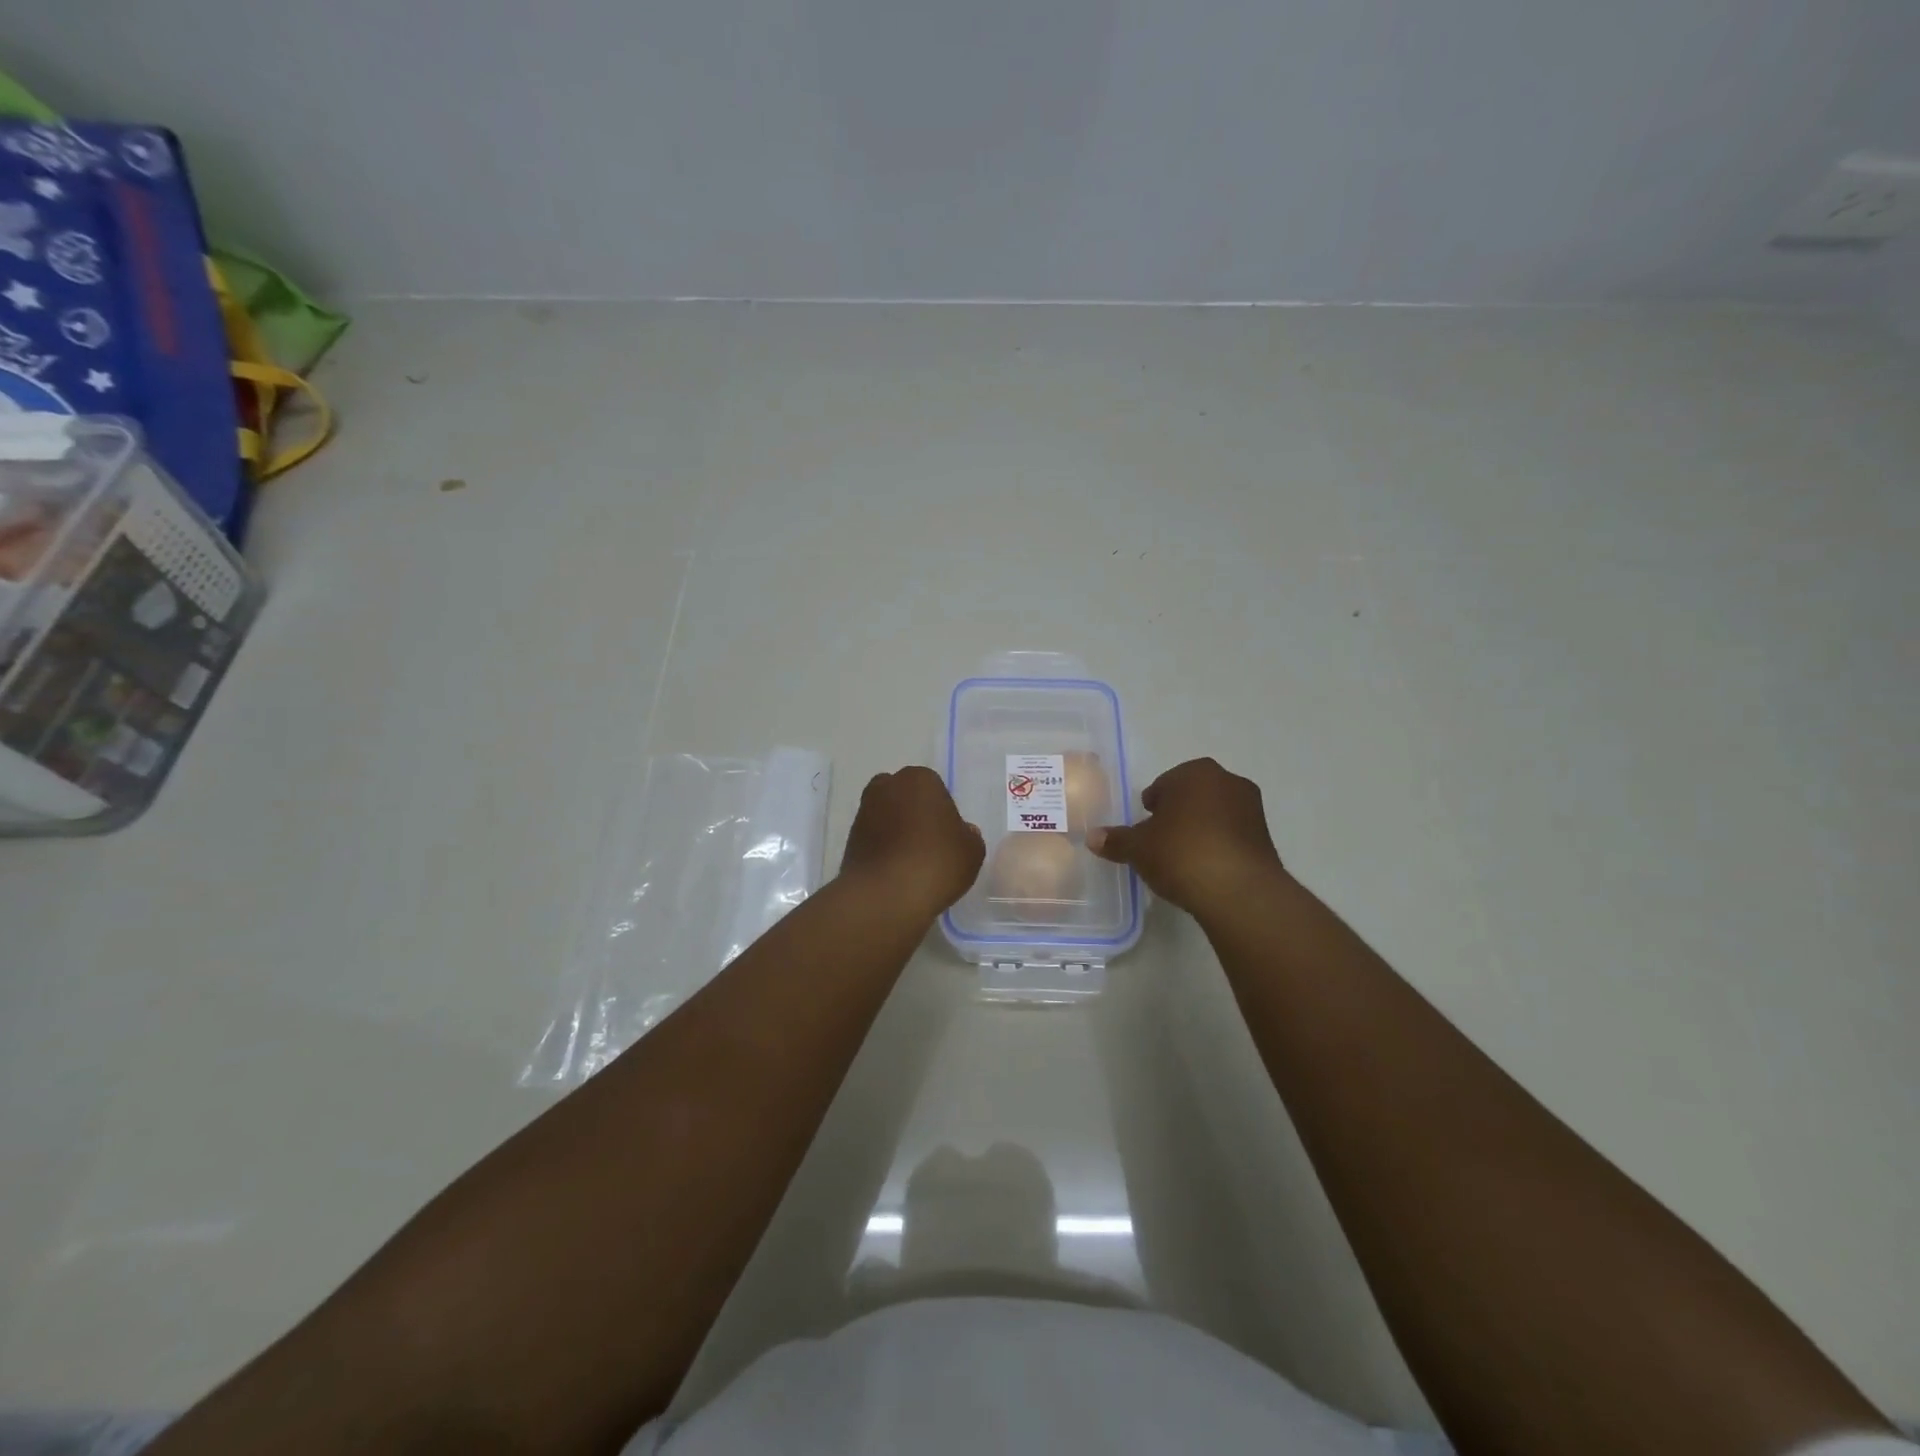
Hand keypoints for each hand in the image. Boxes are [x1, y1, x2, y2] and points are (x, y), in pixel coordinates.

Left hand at [839, 766, 984, 921]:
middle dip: (915, 814)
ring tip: (912, 863)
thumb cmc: (936, 862)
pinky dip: (883, 850)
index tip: (948, 836)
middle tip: (930, 844)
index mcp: (919, 779)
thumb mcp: (972, 851)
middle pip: (905, 797)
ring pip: (886, 816)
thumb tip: (961, 832)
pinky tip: (896, 872)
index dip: (943, 812)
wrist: (885, 895)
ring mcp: (864, 812)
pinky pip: (874, 839)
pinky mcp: (849, 839)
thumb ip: (969, 836)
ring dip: (896, 832)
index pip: (935, 788)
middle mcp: (887, 786)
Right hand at [1087, 758, 1284, 916]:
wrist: (1239, 891)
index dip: (1152, 804)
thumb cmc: (1181, 853)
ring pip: (1216, 814)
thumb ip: (1116, 840)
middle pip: (1193, 795)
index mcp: (1195, 773)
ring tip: (1182, 858)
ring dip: (1201, 829)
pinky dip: (1219, 846)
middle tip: (1160, 840)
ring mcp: (1252, 809)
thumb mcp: (1138, 848)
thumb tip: (1093, 837)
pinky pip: (1232, 836)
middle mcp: (1227, 782)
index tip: (1145, 826)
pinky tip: (1205, 869)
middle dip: (1178, 814)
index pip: (1165, 783)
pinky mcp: (1266, 838)